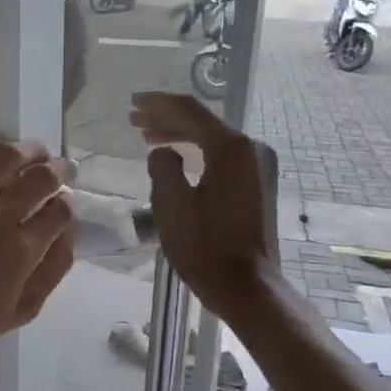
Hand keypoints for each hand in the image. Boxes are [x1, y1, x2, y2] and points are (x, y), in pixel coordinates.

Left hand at [0, 134, 75, 364]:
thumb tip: (69, 231)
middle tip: (63, 170)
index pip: (61, 209)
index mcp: (23, 249)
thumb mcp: (25, 309)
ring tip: (36, 152)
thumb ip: (53, 269)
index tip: (66, 203)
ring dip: (29, 149)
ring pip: (6, 158)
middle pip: (41, 176)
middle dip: (60, 170)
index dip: (69, 203)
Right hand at [129, 92, 279, 314]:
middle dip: (166, 118)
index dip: (157, 104)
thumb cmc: (206, 248)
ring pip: (213, 140)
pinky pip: (222, 157)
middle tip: (134, 120)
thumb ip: (162, 168)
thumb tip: (164, 153)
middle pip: (203, 123)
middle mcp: (250, 150)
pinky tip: (177, 158)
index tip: (132, 103)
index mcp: (231, 149)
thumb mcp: (172, 205)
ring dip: (180, 135)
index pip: (190, 111)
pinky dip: (197, 153)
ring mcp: (258, 167)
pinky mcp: (257, 185)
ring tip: (148, 137)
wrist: (246, 287)